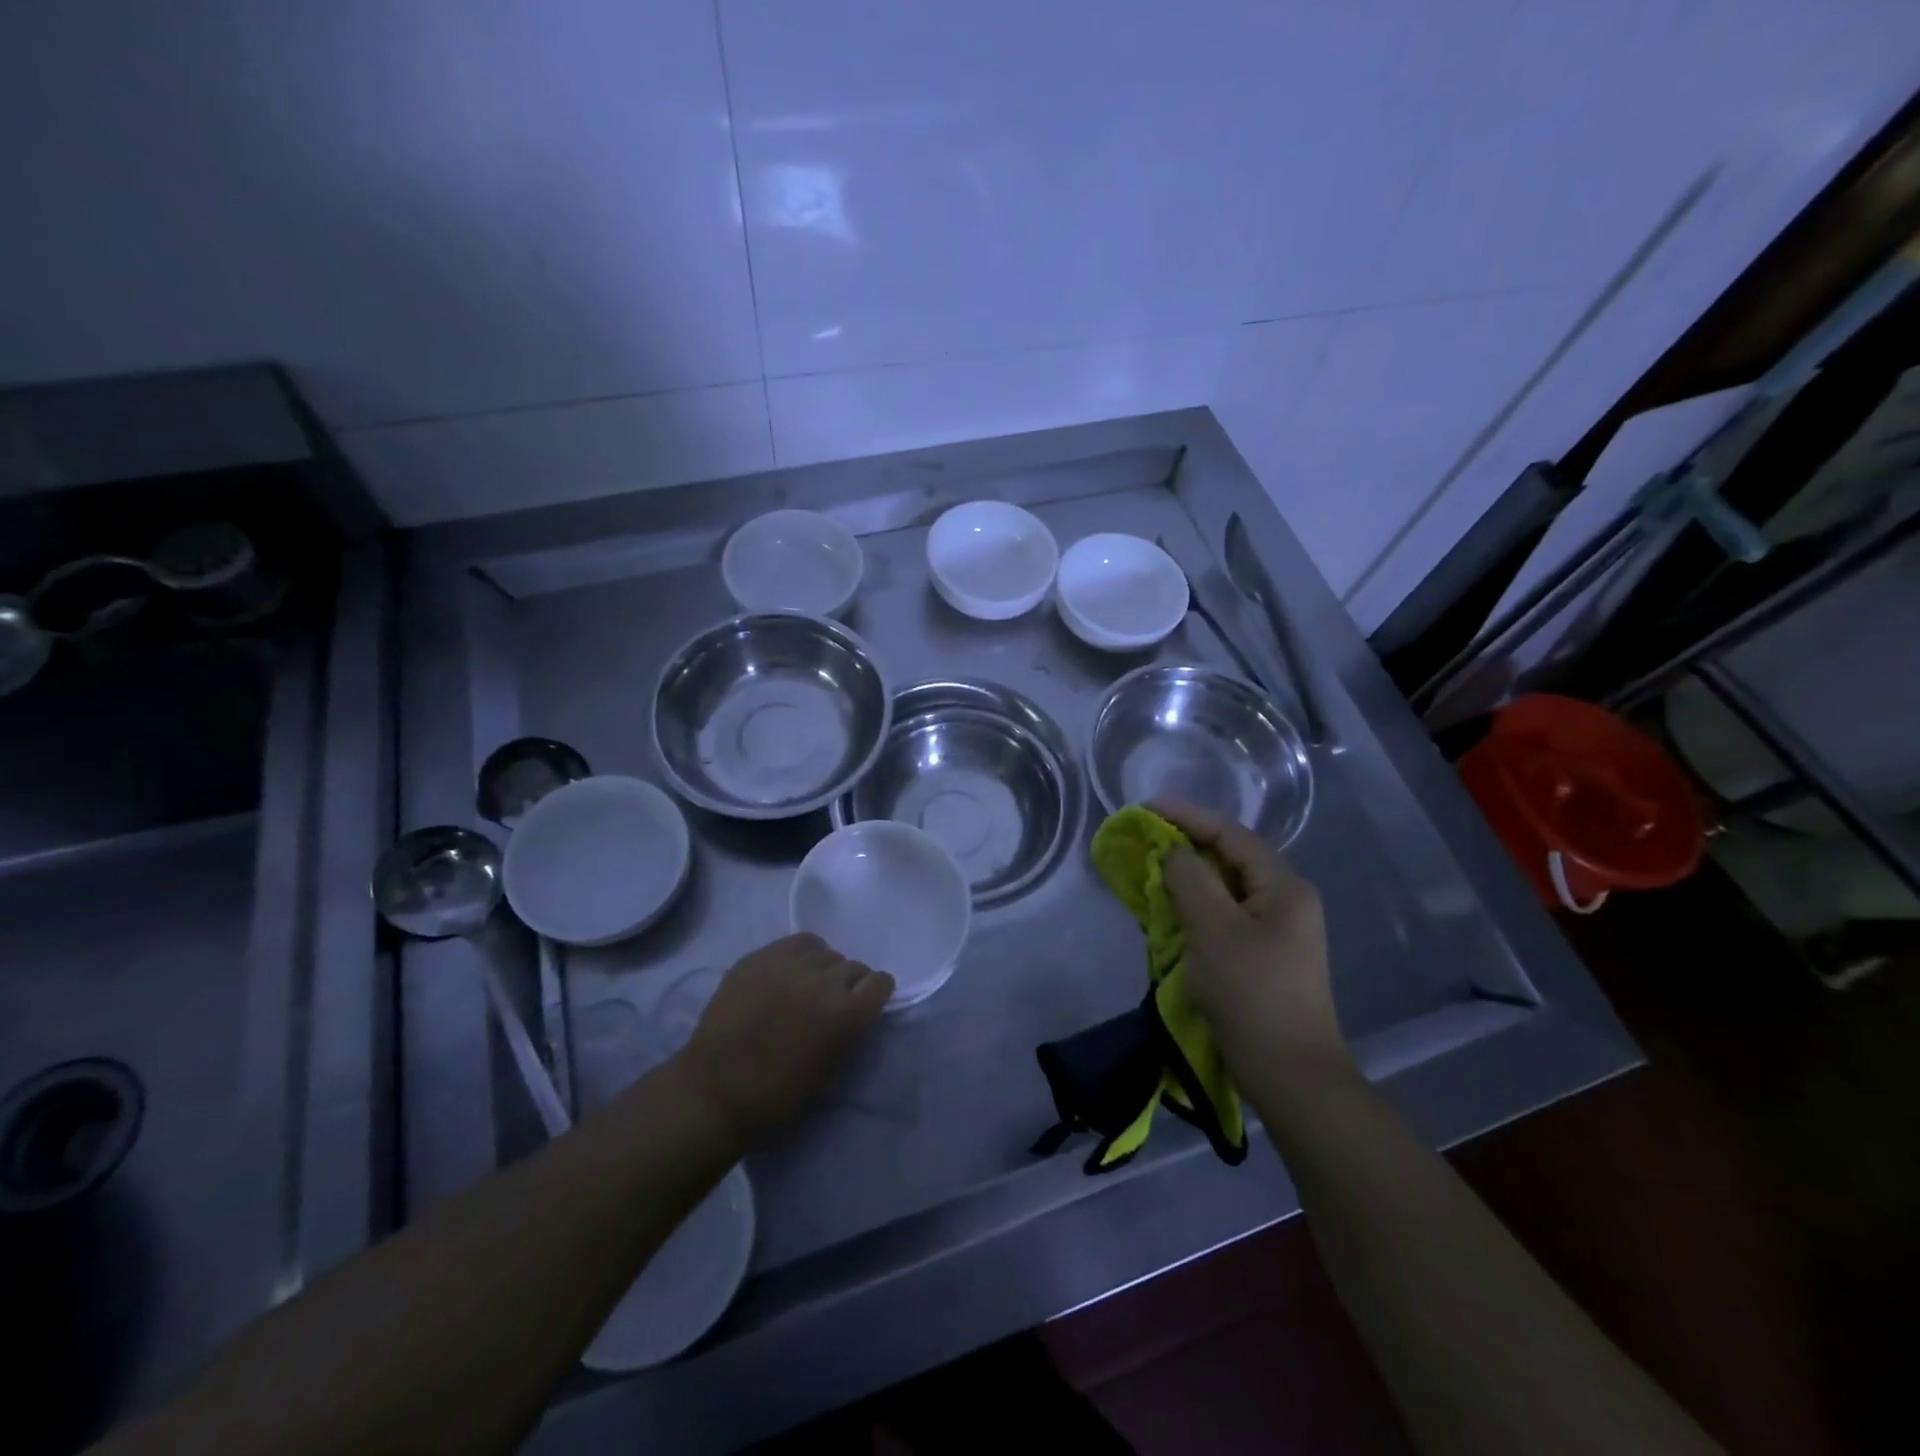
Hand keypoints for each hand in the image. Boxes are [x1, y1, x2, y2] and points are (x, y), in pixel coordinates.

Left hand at [677, 933, 893, 1143]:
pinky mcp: (761, 956)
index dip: (874, 994)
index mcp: (846, 1014)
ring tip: (807, 986)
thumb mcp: (830, 1072)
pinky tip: (790, 971)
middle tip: (831, 1003)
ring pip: (826, 952)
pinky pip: (797, 942)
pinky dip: (802, 954)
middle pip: (854, 966)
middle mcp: (825, 980)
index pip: (880, 982)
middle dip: (849, 984)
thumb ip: (851, 1034)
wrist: (715, 1090)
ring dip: (824, 969)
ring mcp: (791, 964)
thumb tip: (857, 1013)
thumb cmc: (777, 1095)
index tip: (865, 1004)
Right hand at [1150, 799, 1350, 1083]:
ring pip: (1225, 888)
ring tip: (1149, 871)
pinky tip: (1169, 910)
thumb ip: (1190, 879)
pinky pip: (1224, 915)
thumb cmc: (1251, 995)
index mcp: (1283, 886)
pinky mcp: (1264, 955)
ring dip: (1187, 878)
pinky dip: (1195, 907)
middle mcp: (1286, 900)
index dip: (1186, 816)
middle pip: (1229, 857)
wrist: (1290, 1075)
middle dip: (1185, 846)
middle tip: (1143, 841)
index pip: (1229, 834)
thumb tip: (1174, 852)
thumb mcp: (1213, 929)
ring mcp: (1278, 929)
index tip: (1144, 809)